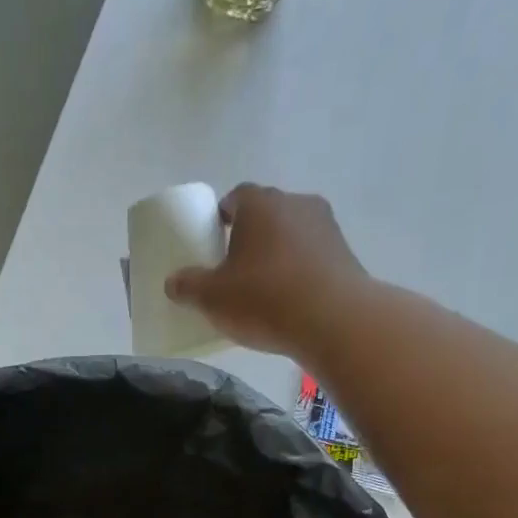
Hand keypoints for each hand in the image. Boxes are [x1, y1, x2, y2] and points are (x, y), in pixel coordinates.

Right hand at [165, 183, 371, 360]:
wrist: (332, 320)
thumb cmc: (263, 299)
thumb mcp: (212, 298)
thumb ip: (188, 287)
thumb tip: (172, 283)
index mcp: (260, 204)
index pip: (235, 197)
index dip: (222, 217)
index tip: (214, 241)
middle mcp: (295, 203)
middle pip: (265, 214)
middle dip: (250, 236)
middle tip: (234, 268)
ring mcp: (325, 226)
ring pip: (291, 234)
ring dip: (277, 253)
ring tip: (263, 288)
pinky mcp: (345, 253)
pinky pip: (312, 256)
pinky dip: (299, 270)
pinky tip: (289, 299)